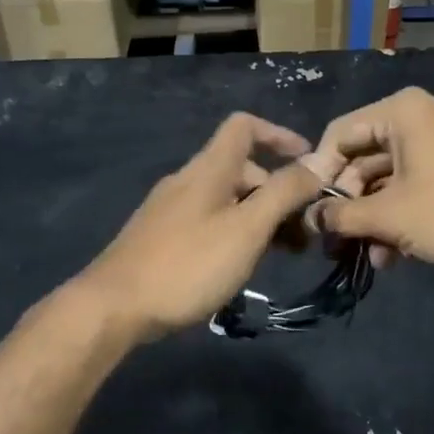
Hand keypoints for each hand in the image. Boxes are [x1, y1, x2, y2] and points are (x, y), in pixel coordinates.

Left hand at [77, 112, 335, 342]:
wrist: (114, 307)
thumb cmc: (188, 264)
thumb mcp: (246, 228)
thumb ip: (283, 193)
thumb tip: (318, 162)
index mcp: (208, 169)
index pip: (244, 126)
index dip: (279, 135)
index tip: (310, 164)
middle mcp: (188, 180)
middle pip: (241, 168)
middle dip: (278, 191)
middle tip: (305, 230)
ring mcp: (171, 209)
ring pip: (227, 199)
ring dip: (260, 216)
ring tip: (285, 253)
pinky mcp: (162, 237)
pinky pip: (209, 221)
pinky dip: (236, 232)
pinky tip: (244, 264)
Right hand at [308, 87, 433, 265]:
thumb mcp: (390, 216)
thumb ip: (342, 215)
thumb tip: (313, 218)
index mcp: (401, 111)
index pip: (339, 133)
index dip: (320, 173)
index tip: (311, 210)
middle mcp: (422, 116)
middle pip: (365, 156)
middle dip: (351, 203)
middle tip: (339, 239)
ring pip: (392, 176)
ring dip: (376, 216)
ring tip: (371, 255)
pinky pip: (418, 183)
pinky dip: (403, 213)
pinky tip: (397, 252)